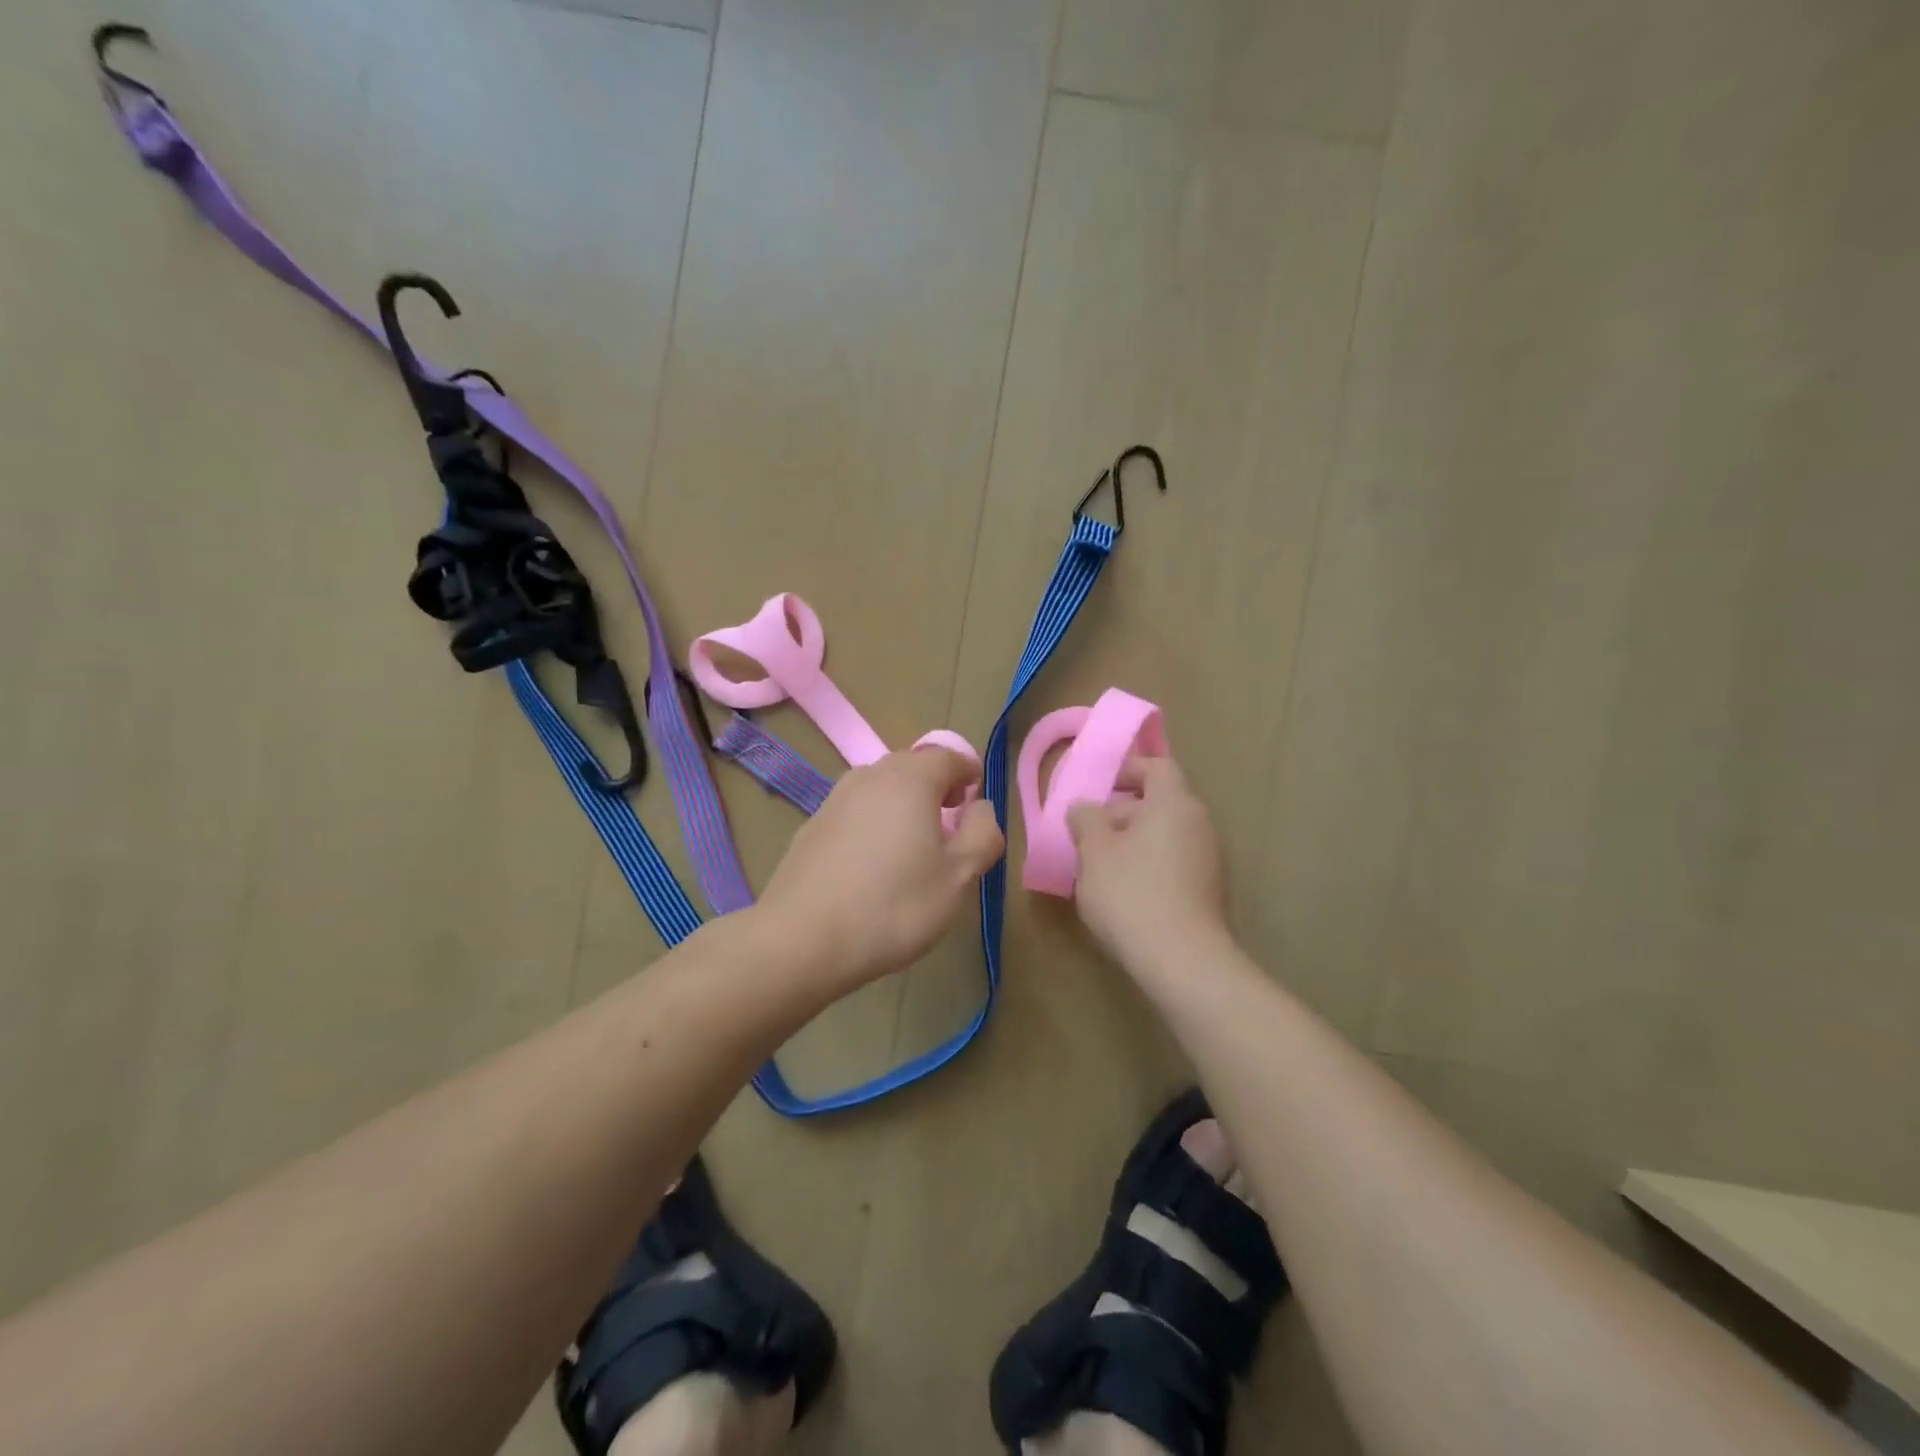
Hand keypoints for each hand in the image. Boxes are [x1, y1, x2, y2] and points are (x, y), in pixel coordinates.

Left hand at [757, 748, 1004, 989]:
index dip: (968, 771)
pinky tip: (873, 864)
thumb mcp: (958, 877)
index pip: (948, 756)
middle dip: (936, 785)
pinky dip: (873, 822)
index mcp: (910, 779)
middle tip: (950, 819)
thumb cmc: (894, 905)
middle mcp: (870, 777)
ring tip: (913, 842)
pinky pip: (855, 812)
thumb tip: (980, 808)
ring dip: (902, 803)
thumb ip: (982, 835)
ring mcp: (835, 800)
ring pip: (880, 787)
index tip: (976, 795)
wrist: (802, 939)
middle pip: (911, 766)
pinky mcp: (812, 827)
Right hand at [1068, 755, 1228, 969]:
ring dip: (1133, 843)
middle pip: (1159, 802)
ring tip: (1099, 868)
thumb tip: (1085, 809)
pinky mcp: (1209, 892)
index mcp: (1174, 803)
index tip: (1097, 788)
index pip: (1156, 766)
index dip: (1126, 770)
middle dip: (1121, 813)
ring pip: (1165, 836)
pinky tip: (1124, 895)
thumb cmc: (1132, 893)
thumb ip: (1085, 819)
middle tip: (1088, 834)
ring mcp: (1210, 860)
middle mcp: (1199, 824)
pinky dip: (1149, 867)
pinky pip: (1174, 864)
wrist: (1183, 961)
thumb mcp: (1093, 850)